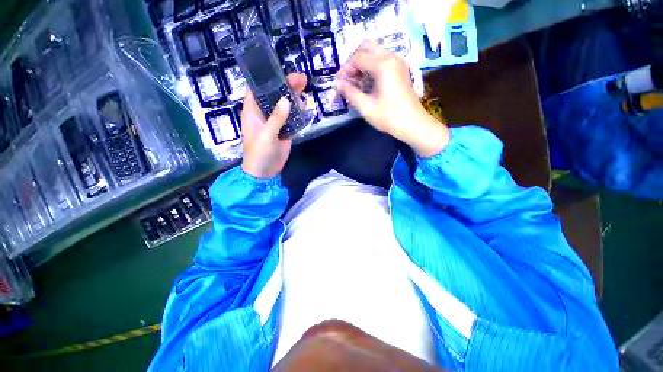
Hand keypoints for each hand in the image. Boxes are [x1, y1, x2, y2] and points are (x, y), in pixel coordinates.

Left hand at [241, 73, 306, 178]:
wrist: (265, 172)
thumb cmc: (259, 153)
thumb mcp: (266, 135)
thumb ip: (276, 118)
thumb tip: (287, 100)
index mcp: (252, 111)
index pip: (255, 89)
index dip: (264, 77)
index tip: (277, 68)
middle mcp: (263, 114)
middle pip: (274, 95)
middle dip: (285, 86)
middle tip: (301, 78)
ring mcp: (275, 122)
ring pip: (284, 106)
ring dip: (294, 98)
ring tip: (305, 89)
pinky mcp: (284, 131)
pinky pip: (291, 118)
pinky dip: (298, 113)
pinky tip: (304, 107)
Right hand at [336, 41, 449, 157]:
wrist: (412, 124)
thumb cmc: (389, 117)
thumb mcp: (366, 107)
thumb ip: (350, 93)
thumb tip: (337, 84)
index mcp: (383, 65)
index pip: (358, 58)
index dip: (345, 69)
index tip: (338, 82)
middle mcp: (391, 57)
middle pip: (367, 47)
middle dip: (353, 60)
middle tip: (347, 78)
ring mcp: (397, 62)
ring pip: (374, 52)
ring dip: (362, 63)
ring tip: (354, 82)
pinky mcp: (399, 69)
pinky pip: (381, 59)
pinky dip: (371, 66)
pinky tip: (366, 82)